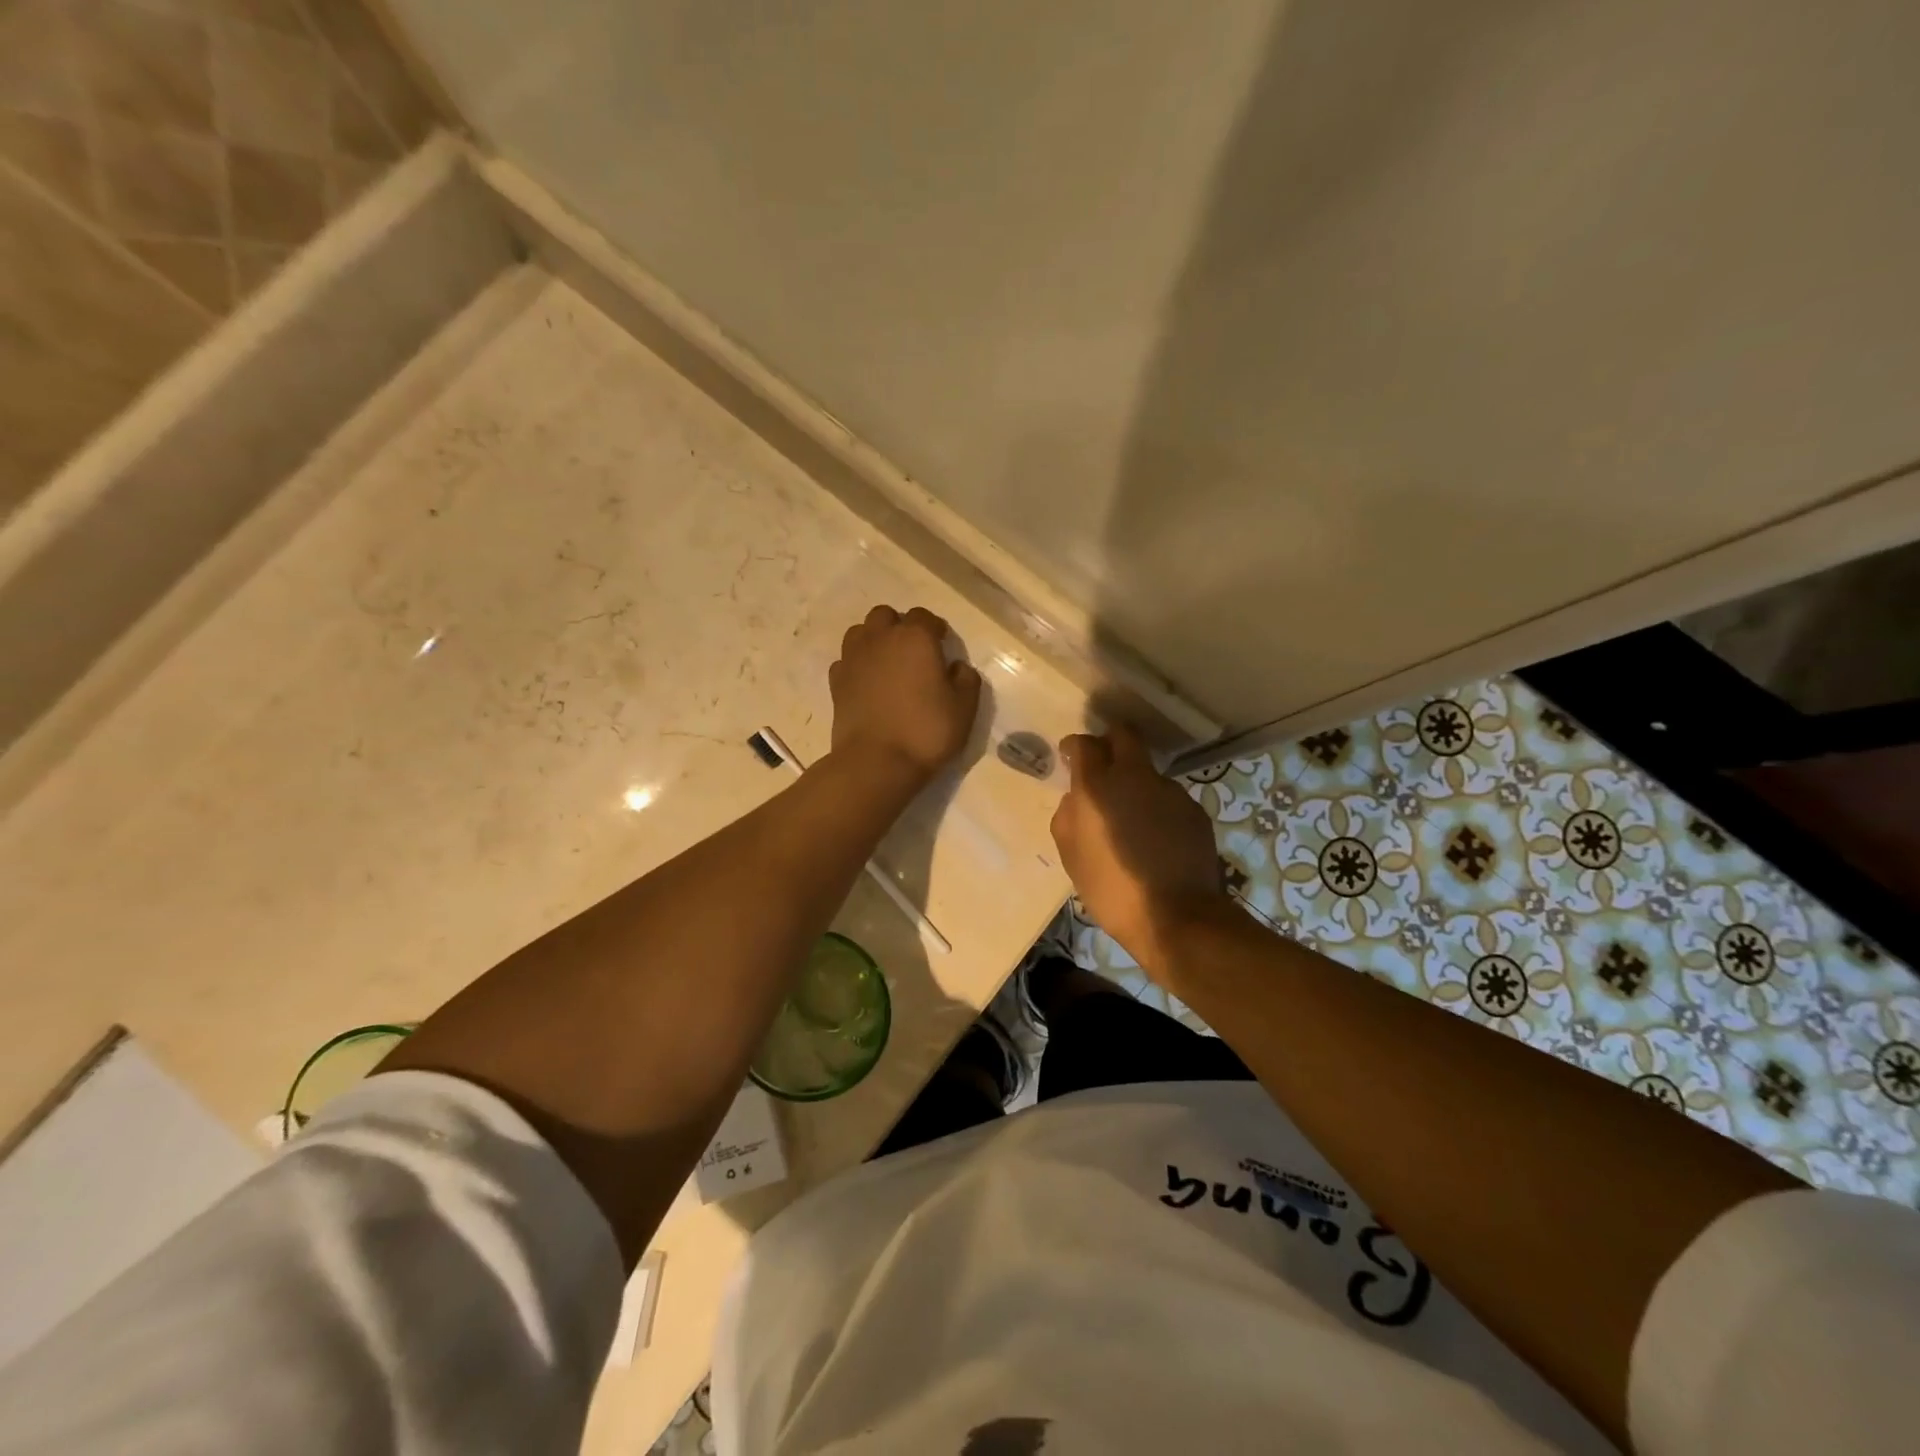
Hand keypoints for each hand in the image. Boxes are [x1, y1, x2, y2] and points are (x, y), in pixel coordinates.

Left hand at [830, 606, 981, 781]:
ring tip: (887, 663)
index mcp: (915, 638)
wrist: (876, 762)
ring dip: (874, 640)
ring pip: (860, 632)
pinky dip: (856, 664)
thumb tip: (956, 666)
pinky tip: (866, 683)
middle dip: (899, 626)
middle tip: (912, 652)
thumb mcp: (965, 708)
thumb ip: (966, 679)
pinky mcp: (836, 682)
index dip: (935, 628)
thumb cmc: (926, 731)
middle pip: (886, 616)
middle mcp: (881, 639)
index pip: (924, 616)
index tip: (942, 644)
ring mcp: (853, 658)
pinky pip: (845, 660)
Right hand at [1050, 725, 1229, 975]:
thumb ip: (1067, 818)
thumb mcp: (1072, 858)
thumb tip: (1074, 800)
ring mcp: (1170, 791)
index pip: (1084, 745)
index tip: (1071, 756)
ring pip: (1148, 771)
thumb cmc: (1112, 890)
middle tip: (1102, 765)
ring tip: (1132, 818)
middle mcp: (1135, 777)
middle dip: (1109, 742)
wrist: (1176, 917)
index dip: (1075, 747)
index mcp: (1098, 787)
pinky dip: (1158, 808)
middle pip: (1124, 736)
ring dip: (1136, 783)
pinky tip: (1156, 837)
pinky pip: (1168, 798)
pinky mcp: (1194, 810)